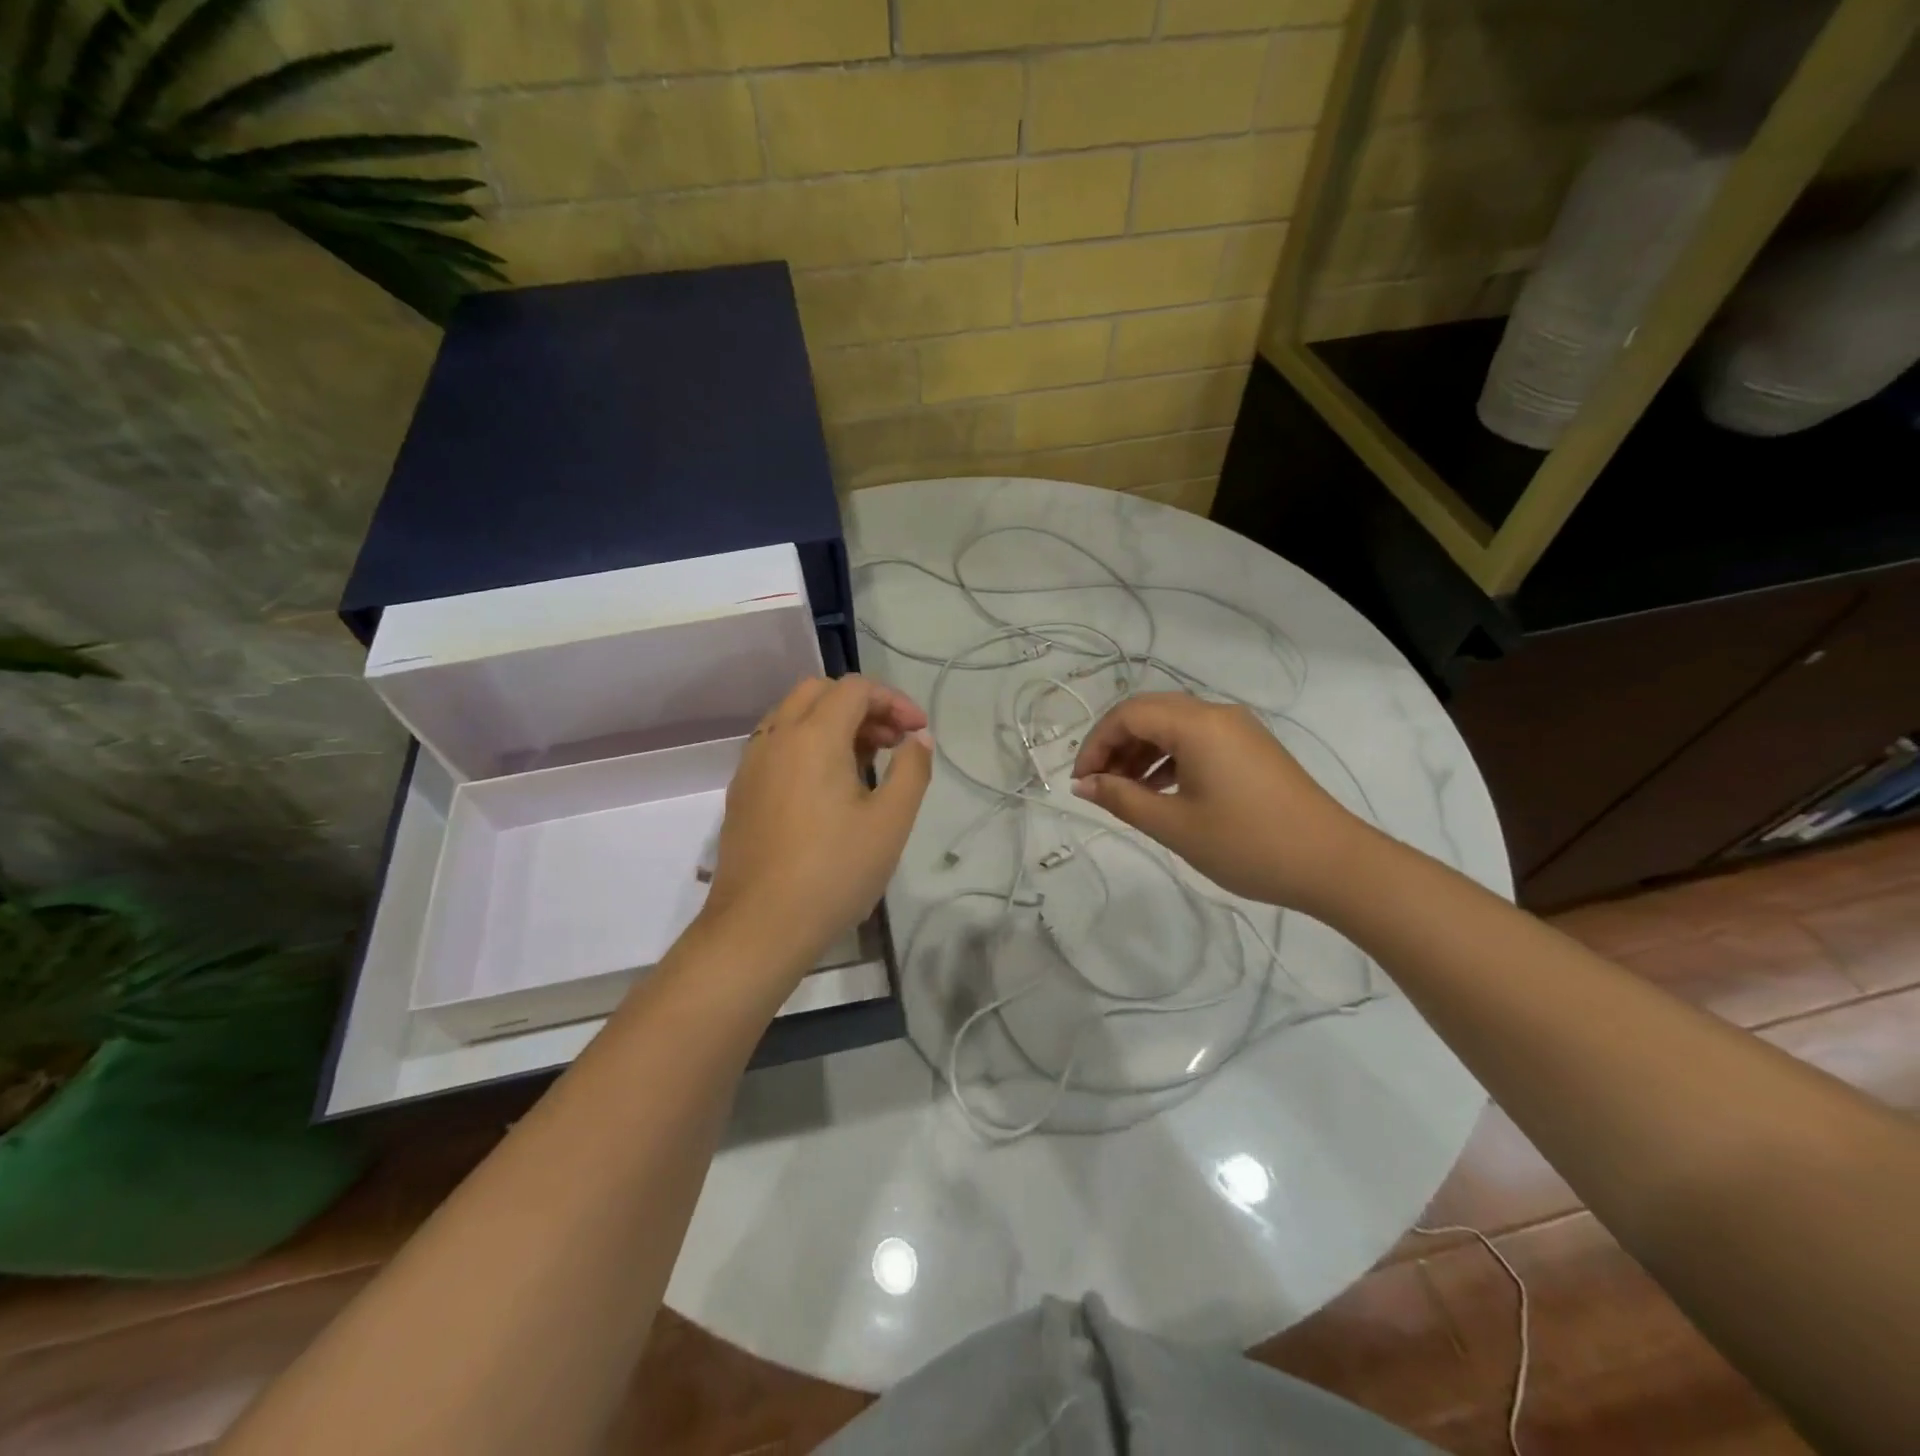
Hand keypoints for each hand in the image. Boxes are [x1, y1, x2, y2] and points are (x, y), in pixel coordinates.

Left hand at [698, 676, 932, 983]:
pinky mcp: (742, 792)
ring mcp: (752, 764)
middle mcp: (776, 738)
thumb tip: (918, 739)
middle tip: (893, 741)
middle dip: (862, 706)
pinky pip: (777, 745)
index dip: (894, 701)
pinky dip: (808, 744)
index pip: (855, 689)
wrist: (759, 927)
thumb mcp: (890, 822)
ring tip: (866, 762)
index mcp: (812, 737)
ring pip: (793, 716)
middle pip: (819, 692)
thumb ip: (911, 770)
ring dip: (833, 723)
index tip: (918, 733)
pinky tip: (828, 787)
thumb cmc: (833, 872)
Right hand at [1070, 693, 1376, 918]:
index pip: (1128, 714)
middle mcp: (1217, 714)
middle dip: (1115, 745)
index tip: (1081, 782)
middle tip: (1098, 785)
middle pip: (1149, 713)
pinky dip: (1169, 759)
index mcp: (1197, 724)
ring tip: (1124, 792)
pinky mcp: (1251, 748)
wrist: (1334, 864)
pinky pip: (1197, 740)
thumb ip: (1122, 799)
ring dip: (1141, 752)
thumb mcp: (1175, 825)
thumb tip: (1083, 784)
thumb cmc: (1247, 844)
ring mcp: (1238, 730)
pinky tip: (1159, 790)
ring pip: (1173, 726)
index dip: (1096, 743)